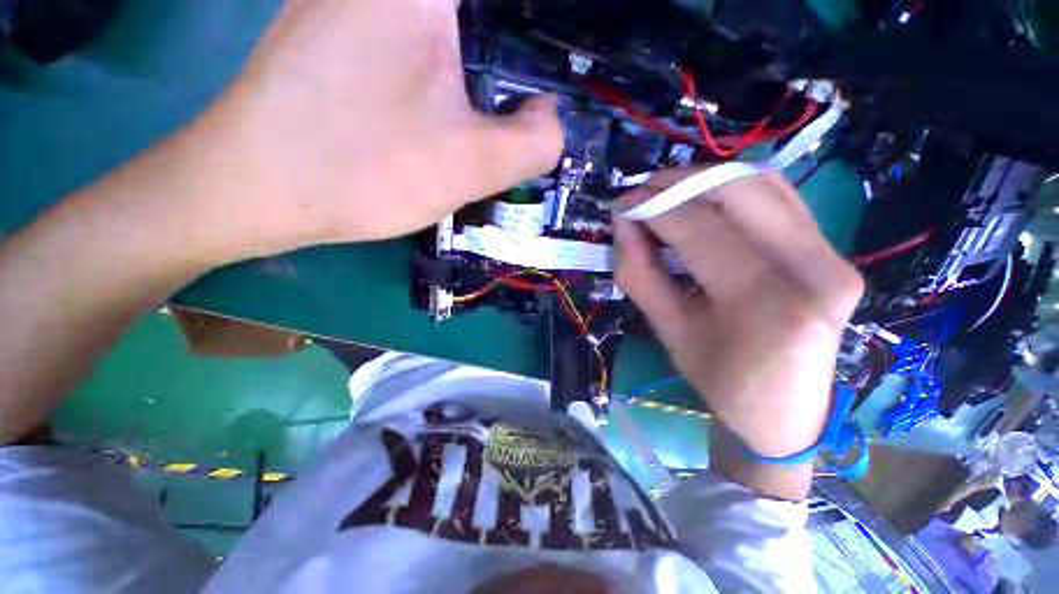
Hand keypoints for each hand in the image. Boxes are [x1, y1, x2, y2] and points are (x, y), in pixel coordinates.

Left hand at [184, 0, 562, 259]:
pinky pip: (414, 37)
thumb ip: (535, 141)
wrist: (255, 188)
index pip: (506, 13)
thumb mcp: (472, 165)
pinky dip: (445, 66)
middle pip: (477, 22)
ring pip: (446, 29)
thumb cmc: (364, 169)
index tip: (546, 76)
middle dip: (506, 53)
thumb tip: (550, 117)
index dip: (532, 36)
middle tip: (523, 106)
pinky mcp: (337, 31)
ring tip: (489, 110)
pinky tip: (444, 105)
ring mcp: (354, 2)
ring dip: (477, 64)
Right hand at [614, 171, 862, 457]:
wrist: (787, 412)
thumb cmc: (720, 381)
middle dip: (681, 182)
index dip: (656, 209)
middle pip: (741, 191)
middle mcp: (812, 270)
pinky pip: (782, 199)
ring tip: (668, 193)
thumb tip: (623, 225)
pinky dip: (736, 189)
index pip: (702, 231)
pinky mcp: (835, 252)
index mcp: (764, 305)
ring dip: (708, 180)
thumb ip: (639, 274)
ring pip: (765, 185)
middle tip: (644, 190)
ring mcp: (833, 256)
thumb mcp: (668, 331)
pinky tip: (706, 200)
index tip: (623, 204)